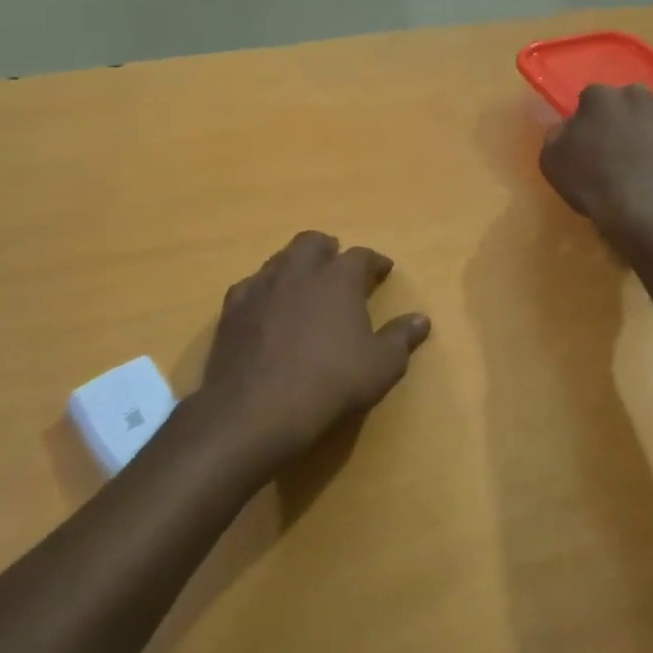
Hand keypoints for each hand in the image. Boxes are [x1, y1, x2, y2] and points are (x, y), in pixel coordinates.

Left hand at [198, 231, 430, 467]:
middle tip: (337, 265)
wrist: (255, 410)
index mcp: (339, 278)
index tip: (383, 270)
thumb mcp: (381, 366)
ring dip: (295, 265)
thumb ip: (401, 338)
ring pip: (279, 259)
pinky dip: (265, 290)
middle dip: (328, 249)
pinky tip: (267, 308)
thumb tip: (421, 319)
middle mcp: (298, 271)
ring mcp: (261, 287)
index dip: (374, 261)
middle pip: (312, 243)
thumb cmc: (330, 383)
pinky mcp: (231, 309)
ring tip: (304, 284)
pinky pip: (251, 285)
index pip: (361, 256)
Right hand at [539, 84, 652, 245]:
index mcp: (598, 98)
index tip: (590, 138)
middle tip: (624, 142)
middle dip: (628, 114)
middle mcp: (636, 94)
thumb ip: (556, 137)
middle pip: (631, 97)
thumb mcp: (552, 162)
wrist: (645, 207)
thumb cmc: (593, 183)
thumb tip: (565, 128)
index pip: (591, 98)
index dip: (591, 118)